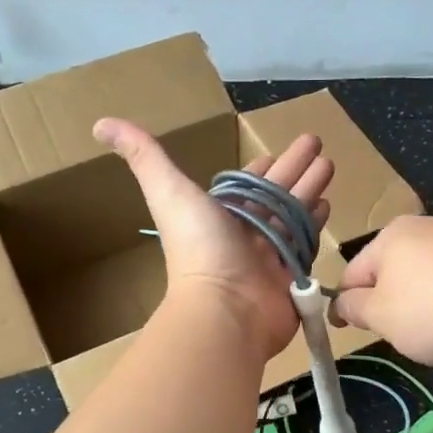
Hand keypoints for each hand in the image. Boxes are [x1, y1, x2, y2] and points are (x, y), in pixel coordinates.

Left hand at [94, 117, 332, 360]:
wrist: (226, 309)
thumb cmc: (198, 248)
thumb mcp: (168, 191)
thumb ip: (143, 155)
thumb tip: (101, 123)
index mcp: (220, 214)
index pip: (245, 185)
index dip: (260, 167)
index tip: (275, 151)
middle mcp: (246, 233)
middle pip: (275, 193)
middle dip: (295, 169)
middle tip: (317, 144)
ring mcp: (270, 255)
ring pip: (293, 214)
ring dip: (310, 190)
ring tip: (330, 166)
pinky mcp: (292, 276)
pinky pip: (306, 243)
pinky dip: (317, 223)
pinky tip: (329, 204)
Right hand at [333, 216, 432, 365]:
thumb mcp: (381, 316)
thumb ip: (354, 308)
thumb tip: (343, 303)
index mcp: (393, 235)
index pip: (354, 272)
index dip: (347, 304)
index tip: (348, 330)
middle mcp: (430, 227)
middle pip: (396, 273)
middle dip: (394, 305)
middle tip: (403, 336)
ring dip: (430, 306)